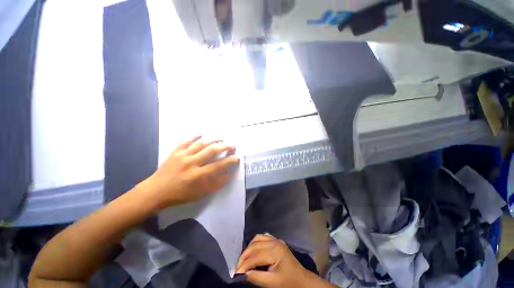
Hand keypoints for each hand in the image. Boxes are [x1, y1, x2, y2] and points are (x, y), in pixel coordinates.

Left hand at [142, 136, 239, 208]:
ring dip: (213, 140)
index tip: (237, 157)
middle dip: (224, 146)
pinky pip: (186, 141)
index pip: (219, 165)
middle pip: (211, 151)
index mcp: (198, 175)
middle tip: (232, 145)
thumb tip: (228, 174)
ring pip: (201, 144)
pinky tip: (201, 134)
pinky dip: (194, 136)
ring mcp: (182, 156)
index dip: (230, 160)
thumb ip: (216, 184)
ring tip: (221, 139)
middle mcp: (191, 163)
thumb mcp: (200, 194)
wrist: (156, 191)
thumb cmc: (180, 195)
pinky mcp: (175, 152)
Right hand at [236, 234, 334, 287]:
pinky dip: (255, 243)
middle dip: (244, 256)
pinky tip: (253, 251)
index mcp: (275, 250)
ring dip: (249, 248)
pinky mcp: (277, 241)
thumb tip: (242, 274)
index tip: (235, 273)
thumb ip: (256, 277)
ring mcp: (276, 239)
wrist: (302, 280)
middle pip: (254, 245)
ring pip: (257, 238)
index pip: (255, 256)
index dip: (244, 265)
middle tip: (237, 267)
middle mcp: (275, 241)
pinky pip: (262, 238)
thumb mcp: (272, 283)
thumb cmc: (288, 283)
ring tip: (244, 259)